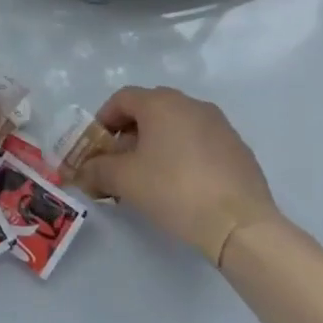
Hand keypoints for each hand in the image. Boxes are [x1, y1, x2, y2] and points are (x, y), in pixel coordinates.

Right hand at [73, 86, 280, 266]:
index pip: (122, 98)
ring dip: (157, 143)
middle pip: (150, 109)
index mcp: (161, 103)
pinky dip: (184, 154)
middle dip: (130, 133)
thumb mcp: (124, 180)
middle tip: (120, 162)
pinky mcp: (238, 148)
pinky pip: (200, 142)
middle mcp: (191, 104)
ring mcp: (219, 124)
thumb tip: (83, 171)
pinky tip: (183, 185)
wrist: (240, 224)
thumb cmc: (173, 190)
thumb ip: (97, 170)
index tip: (97, 147)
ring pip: (177, 125)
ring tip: (151, 176)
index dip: (103, 119)